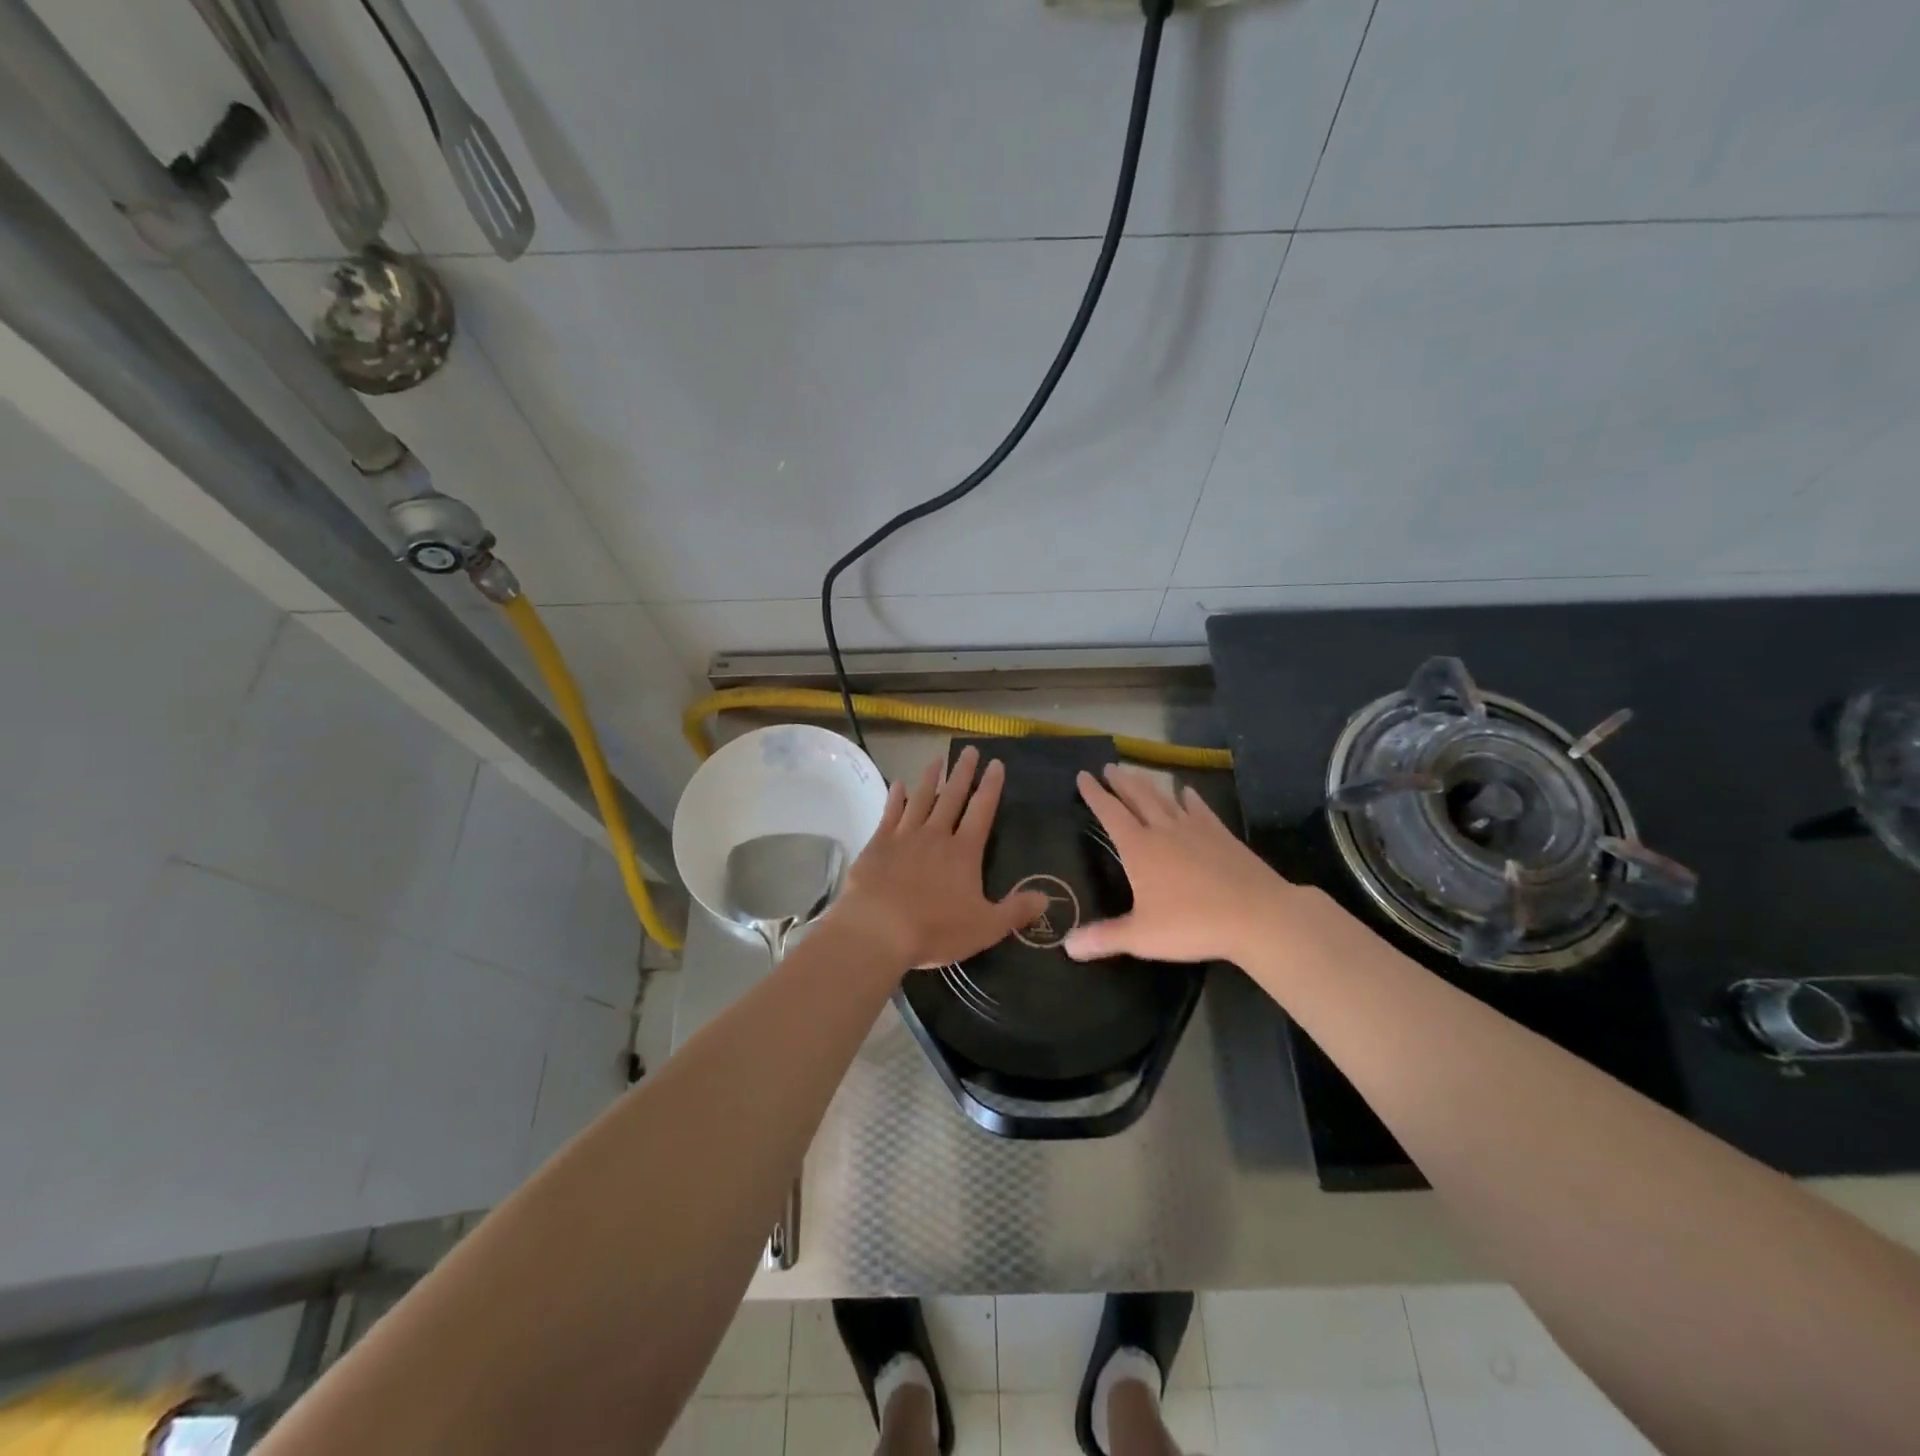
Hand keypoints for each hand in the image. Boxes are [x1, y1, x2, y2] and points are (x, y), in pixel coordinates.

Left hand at [828, 746, 1049, 971]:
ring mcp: (905, 836)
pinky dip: (896, 797)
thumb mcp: (985, 927)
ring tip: (938, 758)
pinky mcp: (878, 844)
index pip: (982, 811)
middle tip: (969, 750)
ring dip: (931, 778)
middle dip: (963, 773)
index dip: (991, 786)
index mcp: (964, 852)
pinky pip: (890, 813)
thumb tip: (1047, 898)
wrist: (877, 928)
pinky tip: (898, 784)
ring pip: (921, 798)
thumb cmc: (934, 929)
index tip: (996, 764)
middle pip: (952, 797)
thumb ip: (1016, 911)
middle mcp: (936, 835)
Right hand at [1065, 765, 1298, 965]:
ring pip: (1165, 798)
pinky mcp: (1221, 835)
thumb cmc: (1193, 923)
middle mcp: (1164, 830)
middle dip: (1120, 782)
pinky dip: (1189, 798)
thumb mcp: (1142, 936)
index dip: (1094, 794)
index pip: (1110, 813)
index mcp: (1139, 848)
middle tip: (1109, 766)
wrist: (1257, 914)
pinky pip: (1199, 809)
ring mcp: (1195, 829)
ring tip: (1136, 773)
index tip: (1083, 775)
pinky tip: (1186, 792)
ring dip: (1148, 784)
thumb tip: (1067, 945)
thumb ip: (1103, 938)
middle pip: (1137, 797)